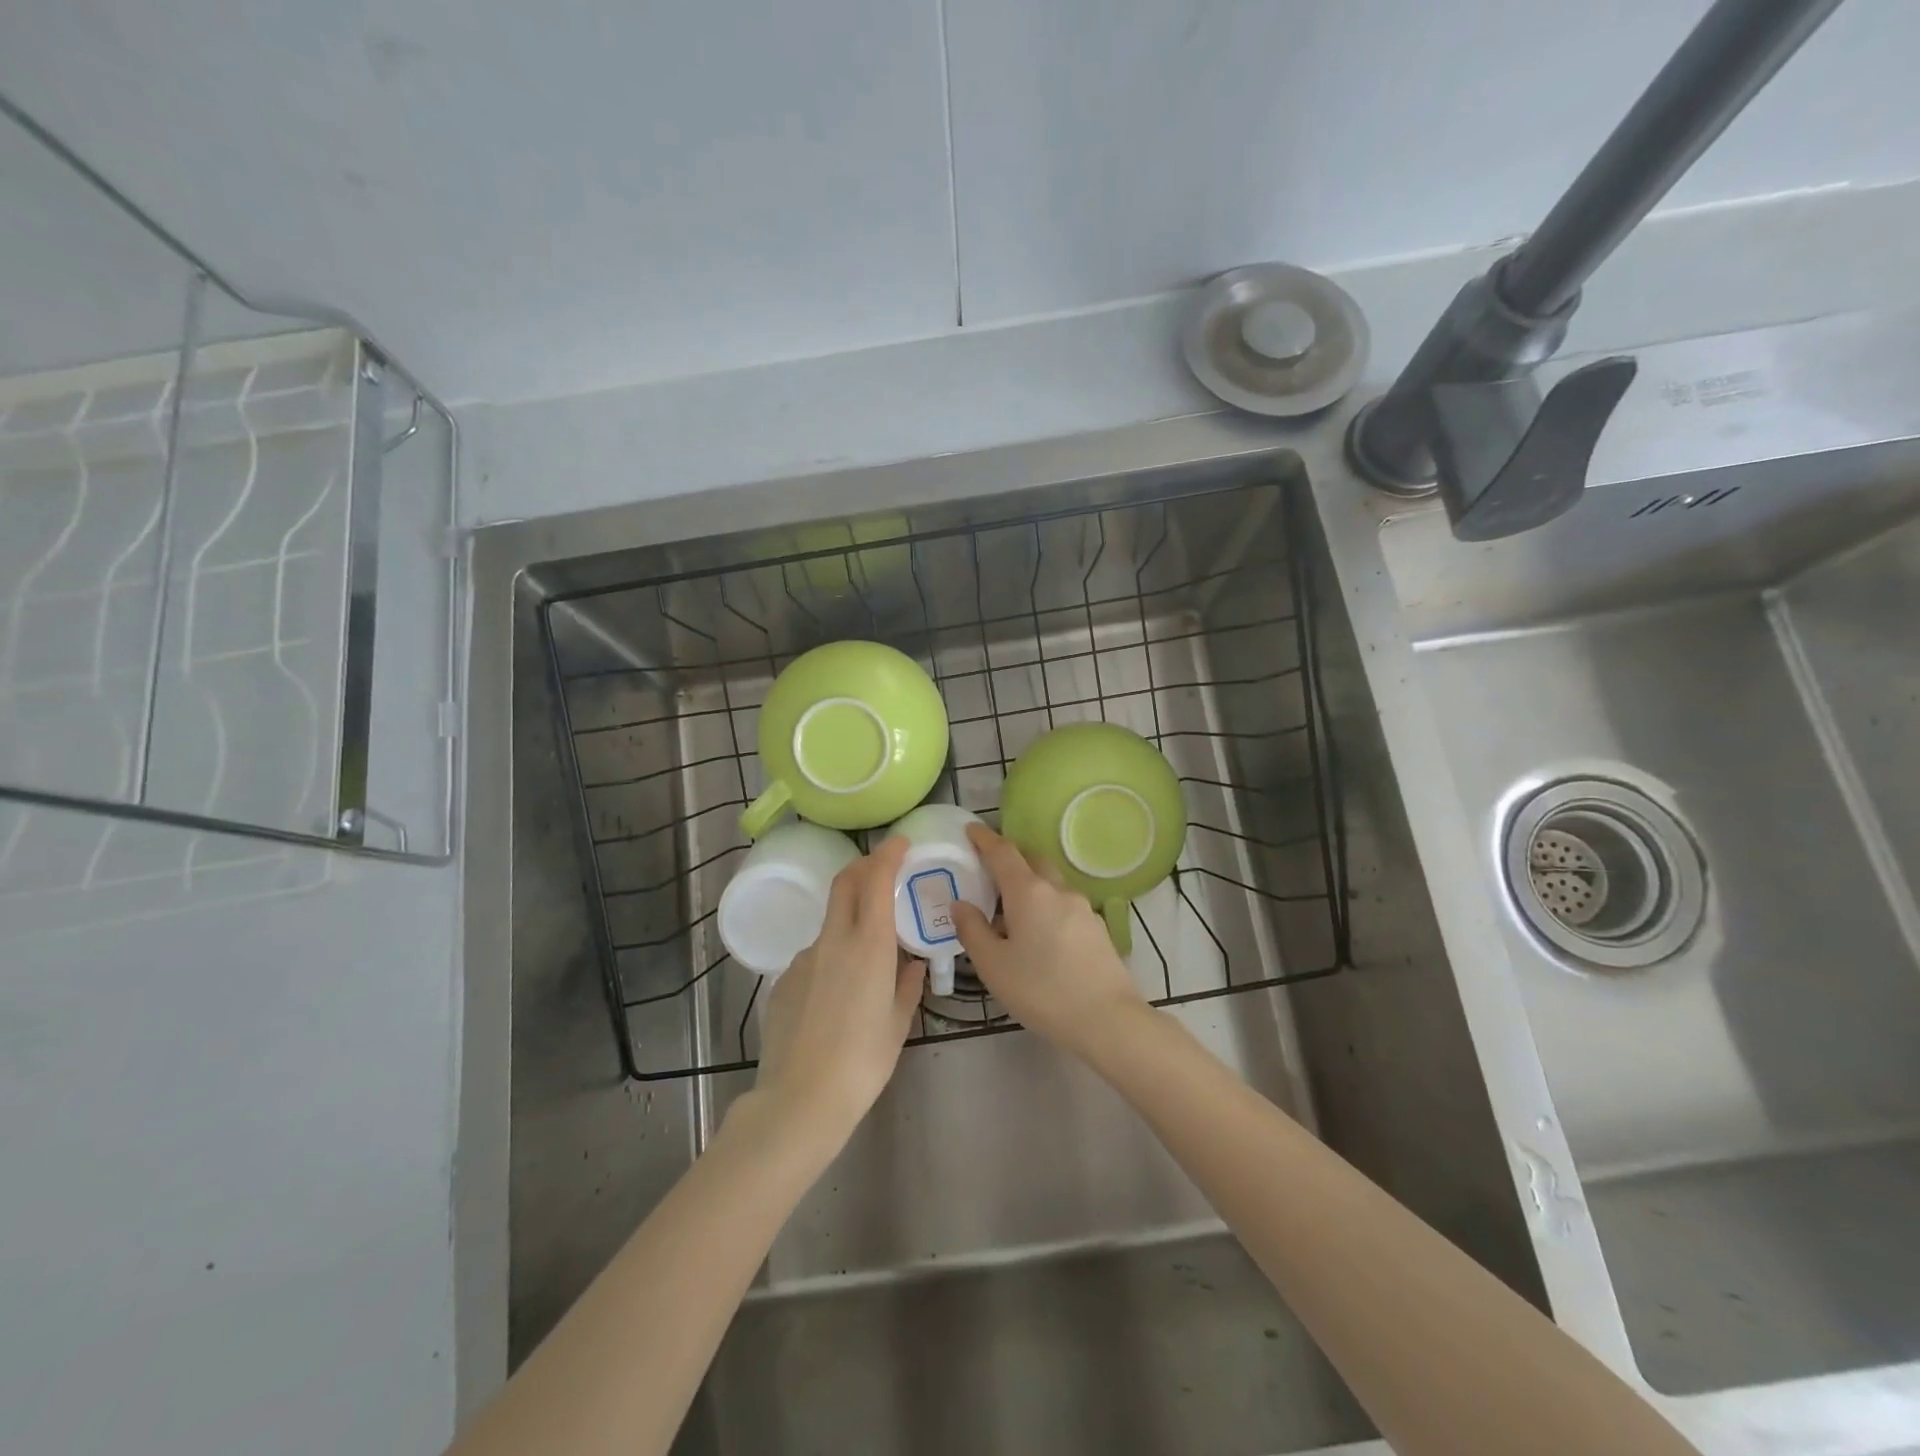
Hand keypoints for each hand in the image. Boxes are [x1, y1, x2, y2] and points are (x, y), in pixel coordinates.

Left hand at [752, 836, 923, 1142]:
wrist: (800, 1099)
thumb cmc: (863, 1062)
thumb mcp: (897, 1024)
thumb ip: (907, 986)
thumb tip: (912, 964)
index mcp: (869, 945)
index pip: (875, 879)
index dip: (887, 853)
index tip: (900, 842)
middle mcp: (834, 940)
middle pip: (845, 883)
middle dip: (863, 866)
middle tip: (882, 870)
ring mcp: (804, 959)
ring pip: (830, 922)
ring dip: (850, 919)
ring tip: (868, 957)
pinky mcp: (784, 981)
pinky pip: (814, 956)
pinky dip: (832, 957)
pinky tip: (838, 995)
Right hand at [951, 822, 1143, 1056]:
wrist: (1107, 1019)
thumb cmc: (1041, 990)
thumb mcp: (994, 965)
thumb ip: (972, 930)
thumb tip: (961, 904)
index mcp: (1028, 892)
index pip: (1003, 852)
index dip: (984, 838)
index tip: (970, 829)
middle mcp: (1057, 890)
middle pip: (1032, 860)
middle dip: (1010, 858)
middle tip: (989, 870)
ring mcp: (1083, 907)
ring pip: (1051, 882)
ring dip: (1031, 883)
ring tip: (1012, 907)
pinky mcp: (1097, 927)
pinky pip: (1064, 904)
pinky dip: (1047, 905)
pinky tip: (1040, 933)